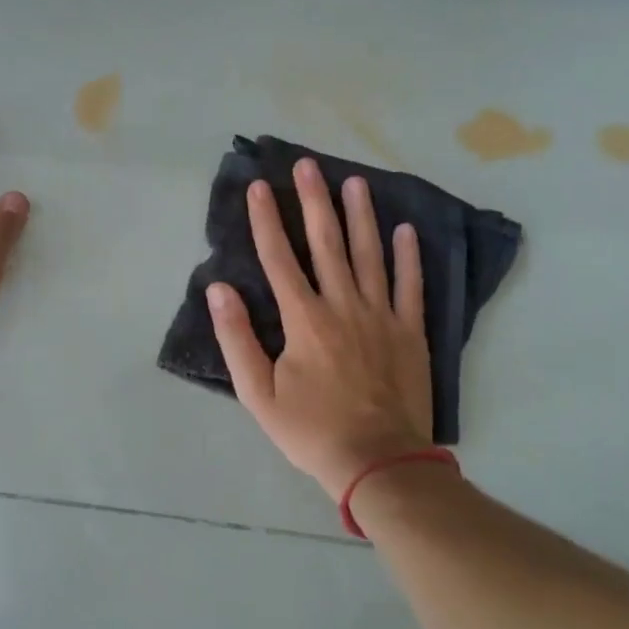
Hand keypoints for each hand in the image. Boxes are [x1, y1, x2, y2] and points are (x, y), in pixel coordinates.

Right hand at [207, 159, 433, 497]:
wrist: (378, 462)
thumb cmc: (310, 430)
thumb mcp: (258, 393)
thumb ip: (237, 338)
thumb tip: (219, 289)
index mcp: (303, 319)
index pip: (278, 258)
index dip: (266, 220)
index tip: (259, 187)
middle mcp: (342, 305)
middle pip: (326, 243)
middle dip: (314, 201)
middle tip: (309, 165)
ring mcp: (381, 315)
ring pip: (369, 254)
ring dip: (361, 215)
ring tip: (355, 182)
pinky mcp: (410, 332)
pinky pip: (410, 285)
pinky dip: (408, 256)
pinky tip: (405, 229)